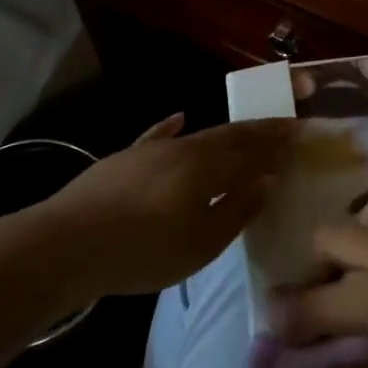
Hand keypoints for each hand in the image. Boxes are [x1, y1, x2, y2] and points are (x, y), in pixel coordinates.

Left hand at [26, 114, 296, 299]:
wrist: (67, 244)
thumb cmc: (144, 250)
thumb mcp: (201, 242)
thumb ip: (236, 209)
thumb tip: (266, 180)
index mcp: (206, 167)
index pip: (251, 149)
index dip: (276, 141)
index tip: (300, 130)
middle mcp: (182, 148)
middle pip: (227, 135)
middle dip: (258, 131)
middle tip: (283, 125)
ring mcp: (150, 150)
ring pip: (197, 135)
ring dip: (225, 132)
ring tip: (244, 129)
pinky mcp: (124, 159)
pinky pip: (157, 136)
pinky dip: (172, 127)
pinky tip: (179, 117)